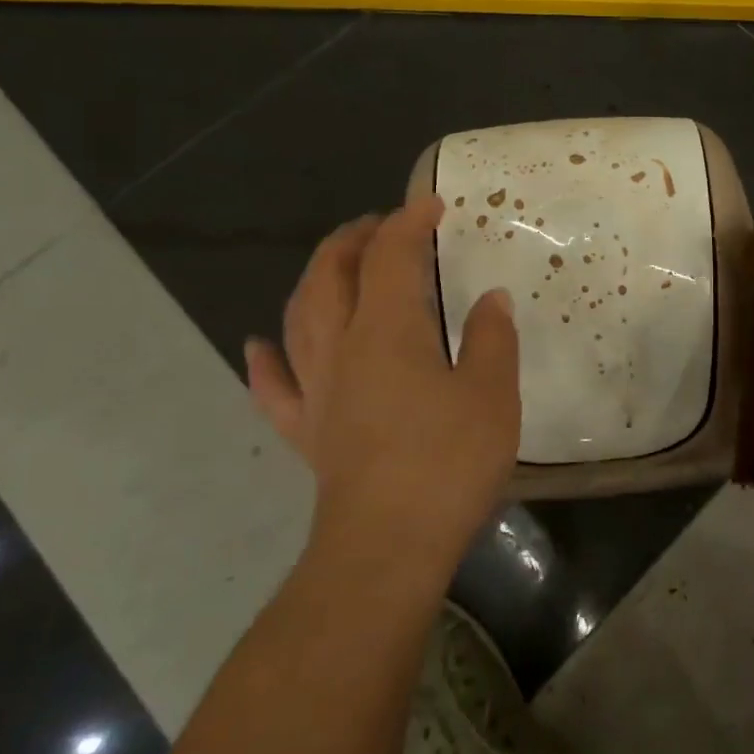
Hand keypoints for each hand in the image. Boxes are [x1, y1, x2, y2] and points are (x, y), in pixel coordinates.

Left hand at [245, 196, 520, 583]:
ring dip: (315, 279)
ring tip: (335, 264)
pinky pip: (275, 386)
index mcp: (387, 330)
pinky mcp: (307, 432)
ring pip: (299, 316)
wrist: (386, 549)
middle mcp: (341, 347)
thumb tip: (491, 298)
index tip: (432, 204)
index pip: (391, 255)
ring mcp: (317, 390)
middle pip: (331, 273)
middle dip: (354, 239)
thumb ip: (492, 339)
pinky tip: (260, 345)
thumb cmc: (446, 464)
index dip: (409, 221)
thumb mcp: (492, 395)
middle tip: (382, 225)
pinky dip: (265, 359)